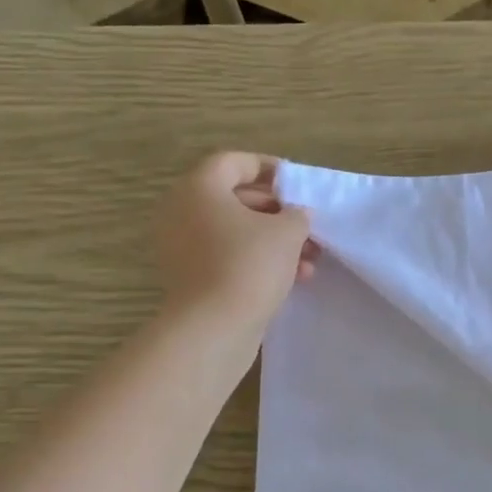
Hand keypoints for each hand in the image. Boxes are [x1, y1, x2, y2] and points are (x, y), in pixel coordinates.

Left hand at [155, 153, 315, 331]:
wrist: (214, 328)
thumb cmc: (249, 265)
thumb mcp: (287, 232)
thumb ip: (297, 214)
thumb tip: (296, 214)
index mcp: (199, 188)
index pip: (234, 163)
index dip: (268, 168)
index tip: (296, 183)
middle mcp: (182, 212)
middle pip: (235, 199)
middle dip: (278, 212)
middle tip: (308, 226)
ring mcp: (183, 248)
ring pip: (235, 233)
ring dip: (273, 242)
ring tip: (309, 259)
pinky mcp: (190, 278)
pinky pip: (227, 258)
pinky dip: (257, 262)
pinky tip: (292, 279)